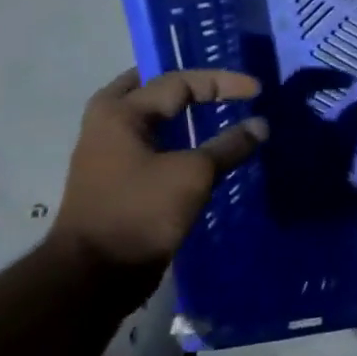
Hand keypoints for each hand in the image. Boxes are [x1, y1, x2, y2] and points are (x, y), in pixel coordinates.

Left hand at [51, 68, 267, 273]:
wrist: (95, 273)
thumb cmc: (140, 212)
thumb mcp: (193, 174)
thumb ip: (229, 146)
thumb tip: (261, 125)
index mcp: (121, 113)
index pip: (179, 82)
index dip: (222, 82)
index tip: (257, 91)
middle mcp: (108, 125)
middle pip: (150, 90)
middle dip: (185, 85)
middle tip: (218, 85)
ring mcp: (108, 154)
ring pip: (148, 118)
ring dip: (179, 112)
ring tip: (212, 111)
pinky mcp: (116, 181)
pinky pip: (150, 144)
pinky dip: (174, 138)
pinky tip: (197, 149)